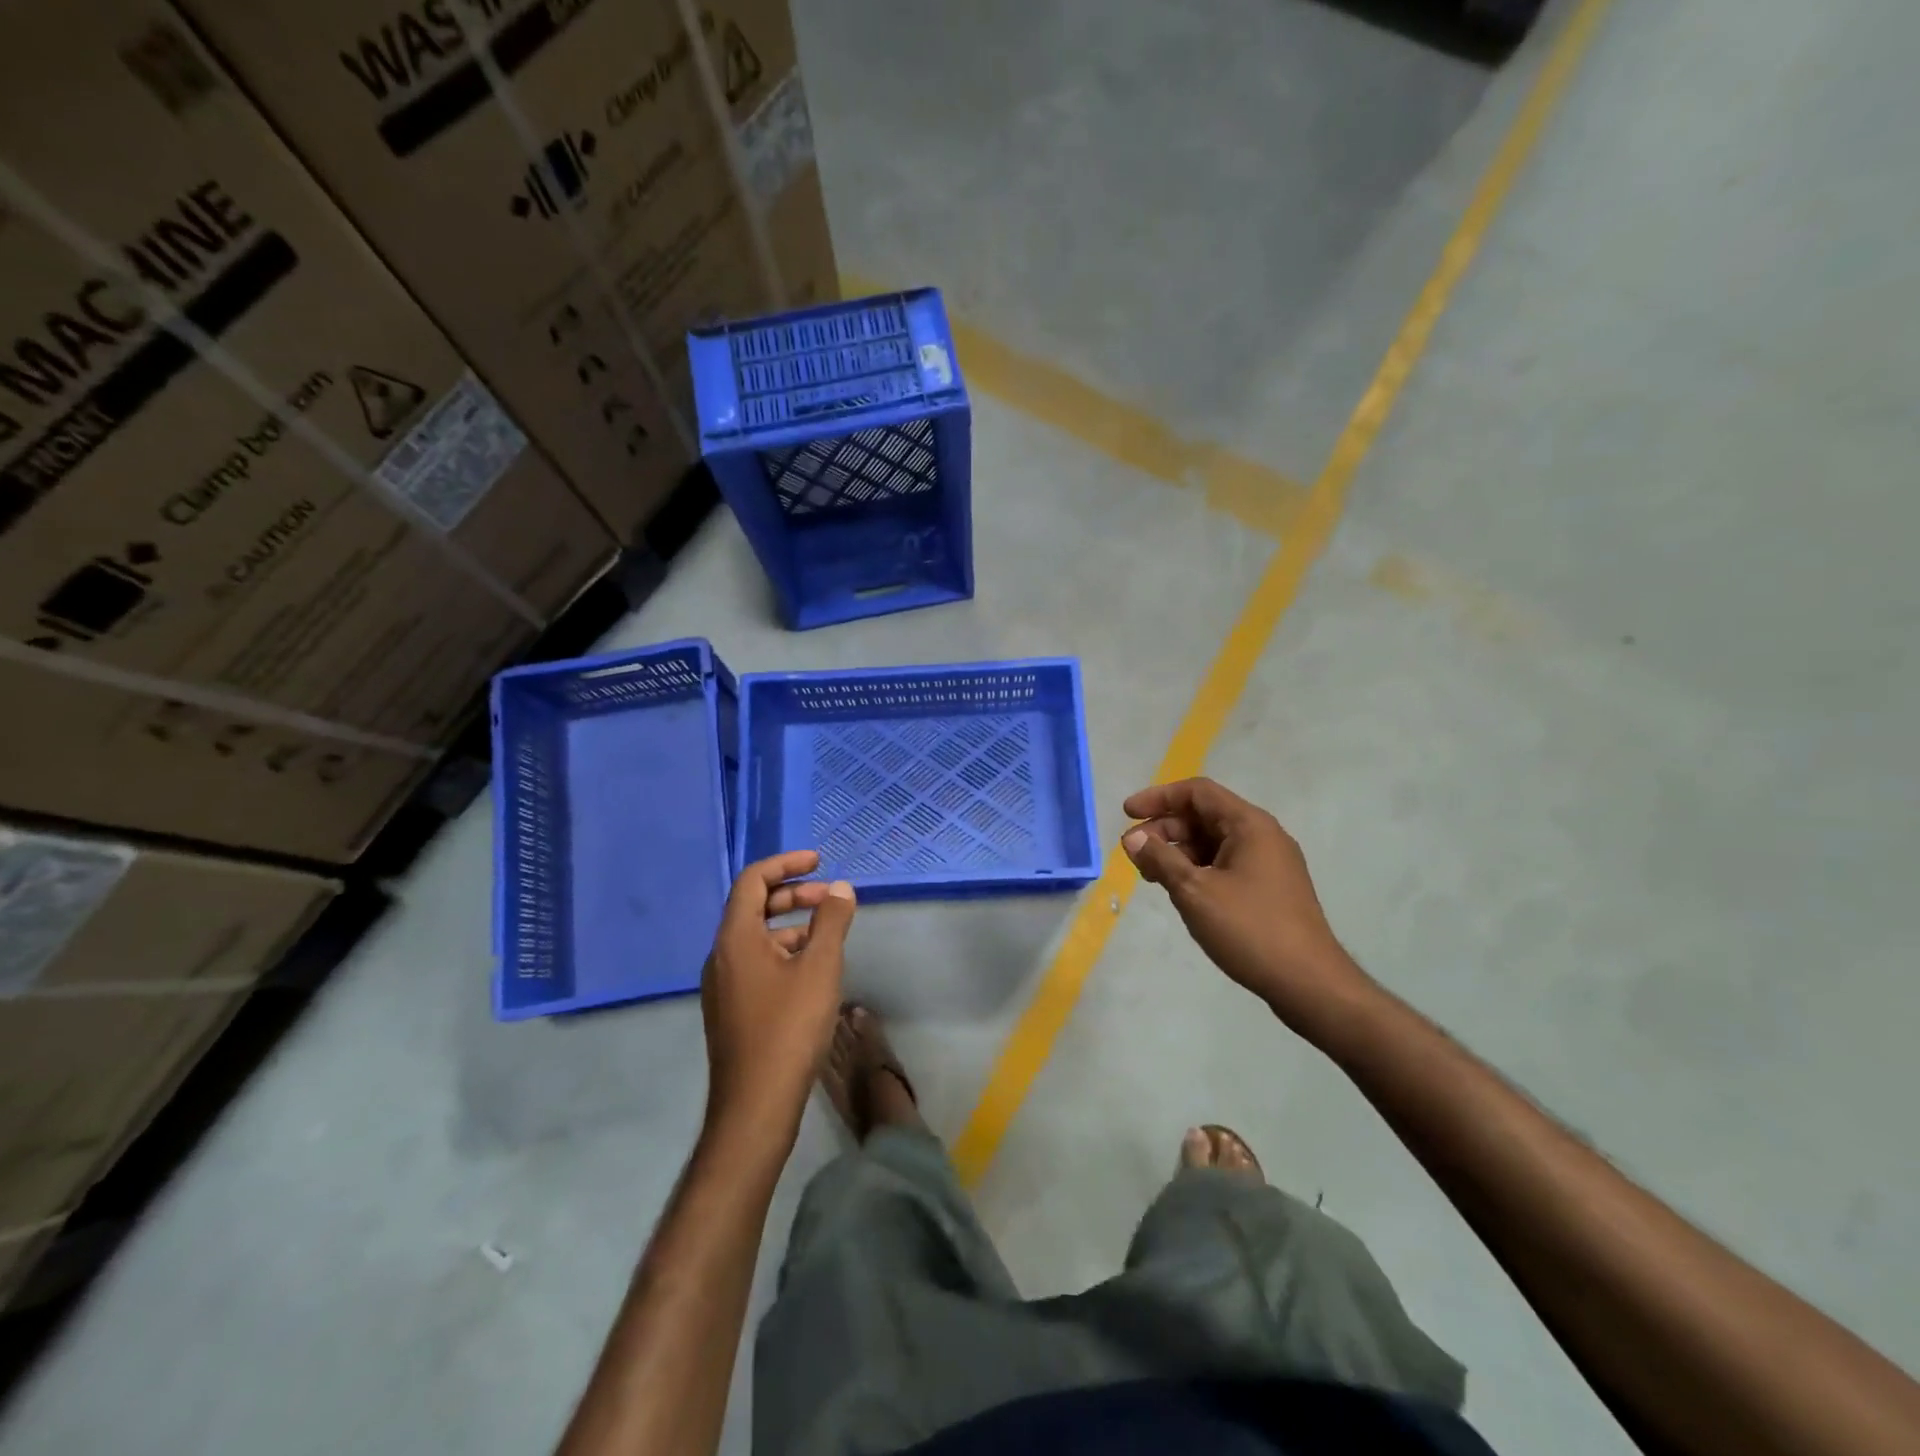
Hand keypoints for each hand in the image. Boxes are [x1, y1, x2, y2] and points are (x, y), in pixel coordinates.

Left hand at [700, 851, 855, 1144]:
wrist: (755, 1106)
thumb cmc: (788, 1028)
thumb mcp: (820, 968)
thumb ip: (831, 921)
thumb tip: (840, 887)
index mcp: (735, 938)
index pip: (753, 880)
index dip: (786, 863)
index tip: (818, 861)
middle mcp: (721, 955)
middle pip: (754, 906)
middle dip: (794, 895)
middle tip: (830, 898)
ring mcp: (723, 985)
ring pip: (757, 938)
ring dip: (792, 925)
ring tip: (829, 935)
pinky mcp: (731, 1009)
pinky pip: (756, 963)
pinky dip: (784, 952)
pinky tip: (812, 971)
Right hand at [1122, 778, 1370, 1034]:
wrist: (1309, 982)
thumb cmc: (1249, 929)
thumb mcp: (1195, 891)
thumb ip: (1160, 859)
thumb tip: (1133, 838)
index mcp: (1249, 825)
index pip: (1197, 792)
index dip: (1158, 798)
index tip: (1126, 814)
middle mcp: (1262, 835)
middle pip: (1204, 815)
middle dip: (1164, 829)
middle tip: (1134, 853)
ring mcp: (1269, 862)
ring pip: (1213, 842)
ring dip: (1178, 851)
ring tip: (1150, 876)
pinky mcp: (1269, 888)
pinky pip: (1225, 863)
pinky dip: (1197, 869)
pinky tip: (1179, 891)